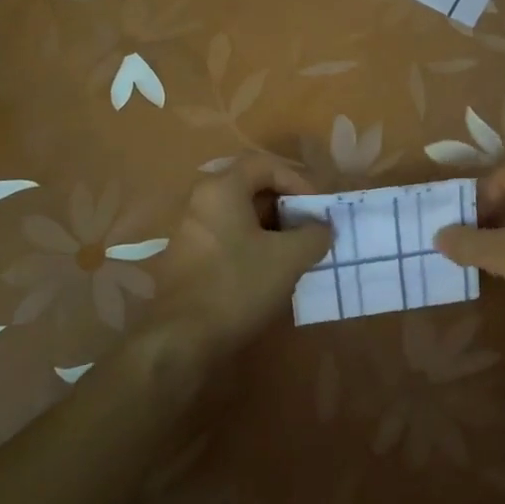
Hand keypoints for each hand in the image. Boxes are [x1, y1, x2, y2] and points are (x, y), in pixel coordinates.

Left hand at [156, 154, 332, 351]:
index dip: (298, 180)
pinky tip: (269, 269)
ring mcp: (190, 230)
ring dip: (271, 227)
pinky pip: (227, 236)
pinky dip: (252, 244)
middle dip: (285, 204)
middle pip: (250, 187)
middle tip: (309, 226)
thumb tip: (323, 228)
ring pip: (239, 215)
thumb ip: (314, 235)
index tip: (317, 208)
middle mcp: (201, 200)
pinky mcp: (187, 257)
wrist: (182, 338)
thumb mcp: (288, 258)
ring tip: (296, 250)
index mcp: (221, 188)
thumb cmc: (237, 285)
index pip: (265, 164)